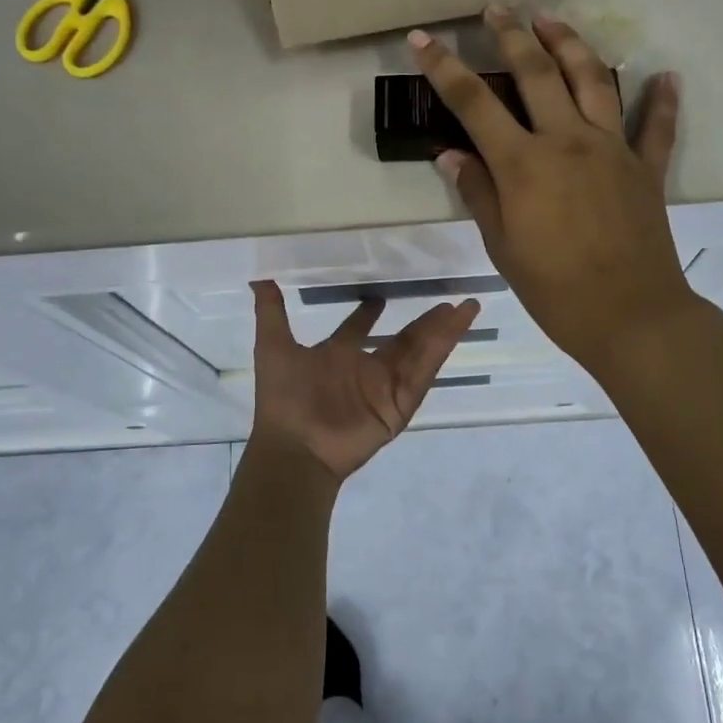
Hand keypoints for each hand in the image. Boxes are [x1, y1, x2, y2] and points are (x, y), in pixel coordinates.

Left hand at [248, 280, 479, 482]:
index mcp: (337, 355)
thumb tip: (258, 276)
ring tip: (465, 307)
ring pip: (420, 353)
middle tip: (446, 299)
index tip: (379, 296)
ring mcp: (385, 388)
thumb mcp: (273, 347)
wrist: (295, 445)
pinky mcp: (399, 405)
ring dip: (442, 331)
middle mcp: (365, 370)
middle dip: (424, 321)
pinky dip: (440, 351)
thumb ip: (271, 312)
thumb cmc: (284, 397)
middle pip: (402, 340)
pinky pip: (423, 374)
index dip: (368, 313)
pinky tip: (455, 329)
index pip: (358, 330)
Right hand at [408, 6, 695, 369]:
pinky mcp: (646, 168)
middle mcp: (568, 141)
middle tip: (496, 7)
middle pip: (536, 73)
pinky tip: (665, 75)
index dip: (443, 67)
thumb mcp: (502, 247)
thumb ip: (478, 193)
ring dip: (570, 43)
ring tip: (551, 19)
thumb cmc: (555, 290)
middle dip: (512, 35)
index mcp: (524, 163)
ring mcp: (613, 149)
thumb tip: (450, 155)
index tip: (421, 38)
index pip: (474, 103)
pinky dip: (661, 100)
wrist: (631, 317)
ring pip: (593, 79)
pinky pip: (657, 126)